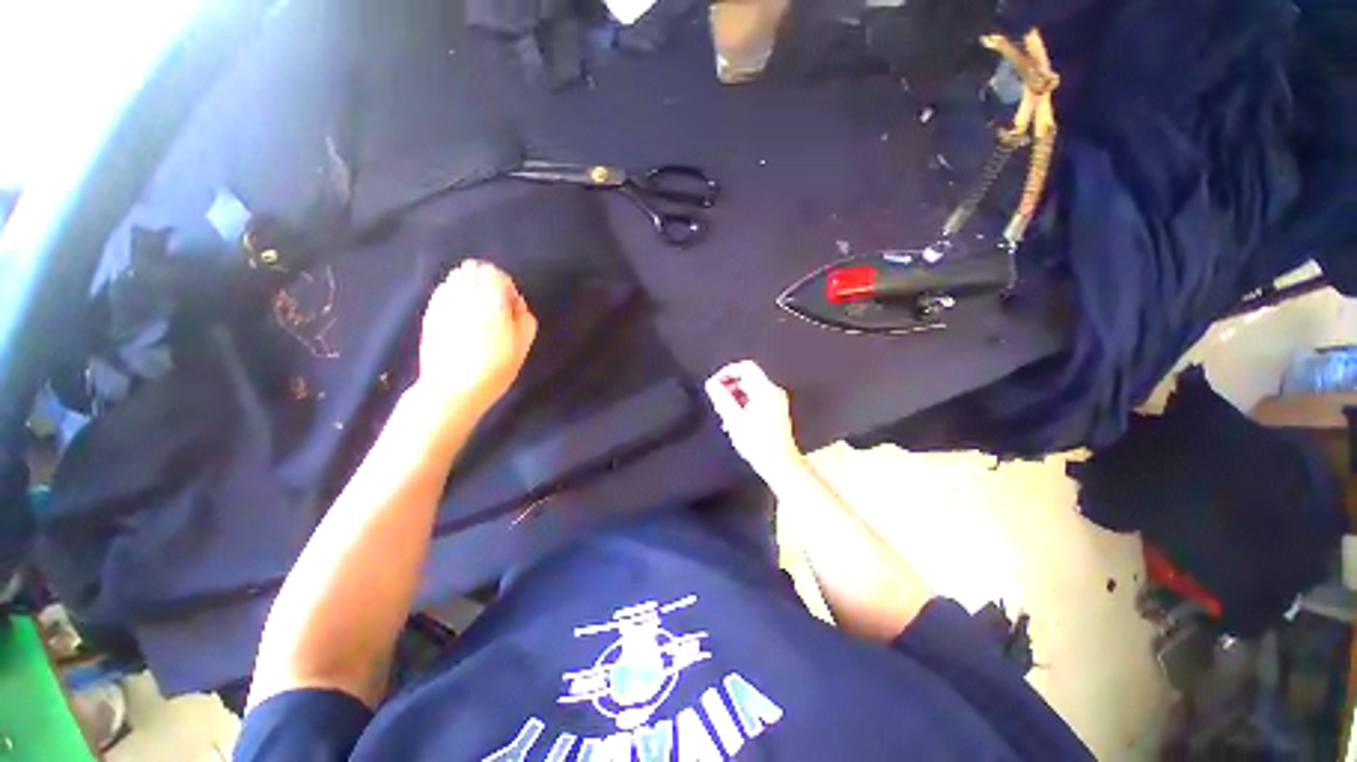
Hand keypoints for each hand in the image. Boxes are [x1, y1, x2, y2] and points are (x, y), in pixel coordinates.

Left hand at [416, 260, 537, 413]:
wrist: (454, 388)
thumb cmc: (495, 366)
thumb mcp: (523, 343)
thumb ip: (524, 316)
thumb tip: (514, 305)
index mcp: (489, 297)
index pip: (495, 272)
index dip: (506, 287)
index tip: (511, 309)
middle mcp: (463, 292)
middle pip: (472, 270)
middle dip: (485, 283)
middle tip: (495, 308)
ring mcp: (442, 302)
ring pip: (456, 279)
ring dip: (469, 289)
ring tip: (477, 314)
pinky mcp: (429, 314)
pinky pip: (444, 294)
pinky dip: (454, 299)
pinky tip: (461, 320)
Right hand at [704, 360, 805, 484]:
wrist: (779, 464)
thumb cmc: (761, 446)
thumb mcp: (735, 420)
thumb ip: (721, 399)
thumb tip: (711, 384)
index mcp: (766, 391)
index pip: (745, 367)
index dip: (726, 372)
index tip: (715, 383)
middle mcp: (773, 393)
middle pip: (746, 378)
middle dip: (729, 388)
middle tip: (718, 402)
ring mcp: (775, 402)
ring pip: (749, 389)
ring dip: (734, 398)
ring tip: (725, 415)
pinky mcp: (774, 410)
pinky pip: (754, 399)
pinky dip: (742, 405)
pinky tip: (734, 421)